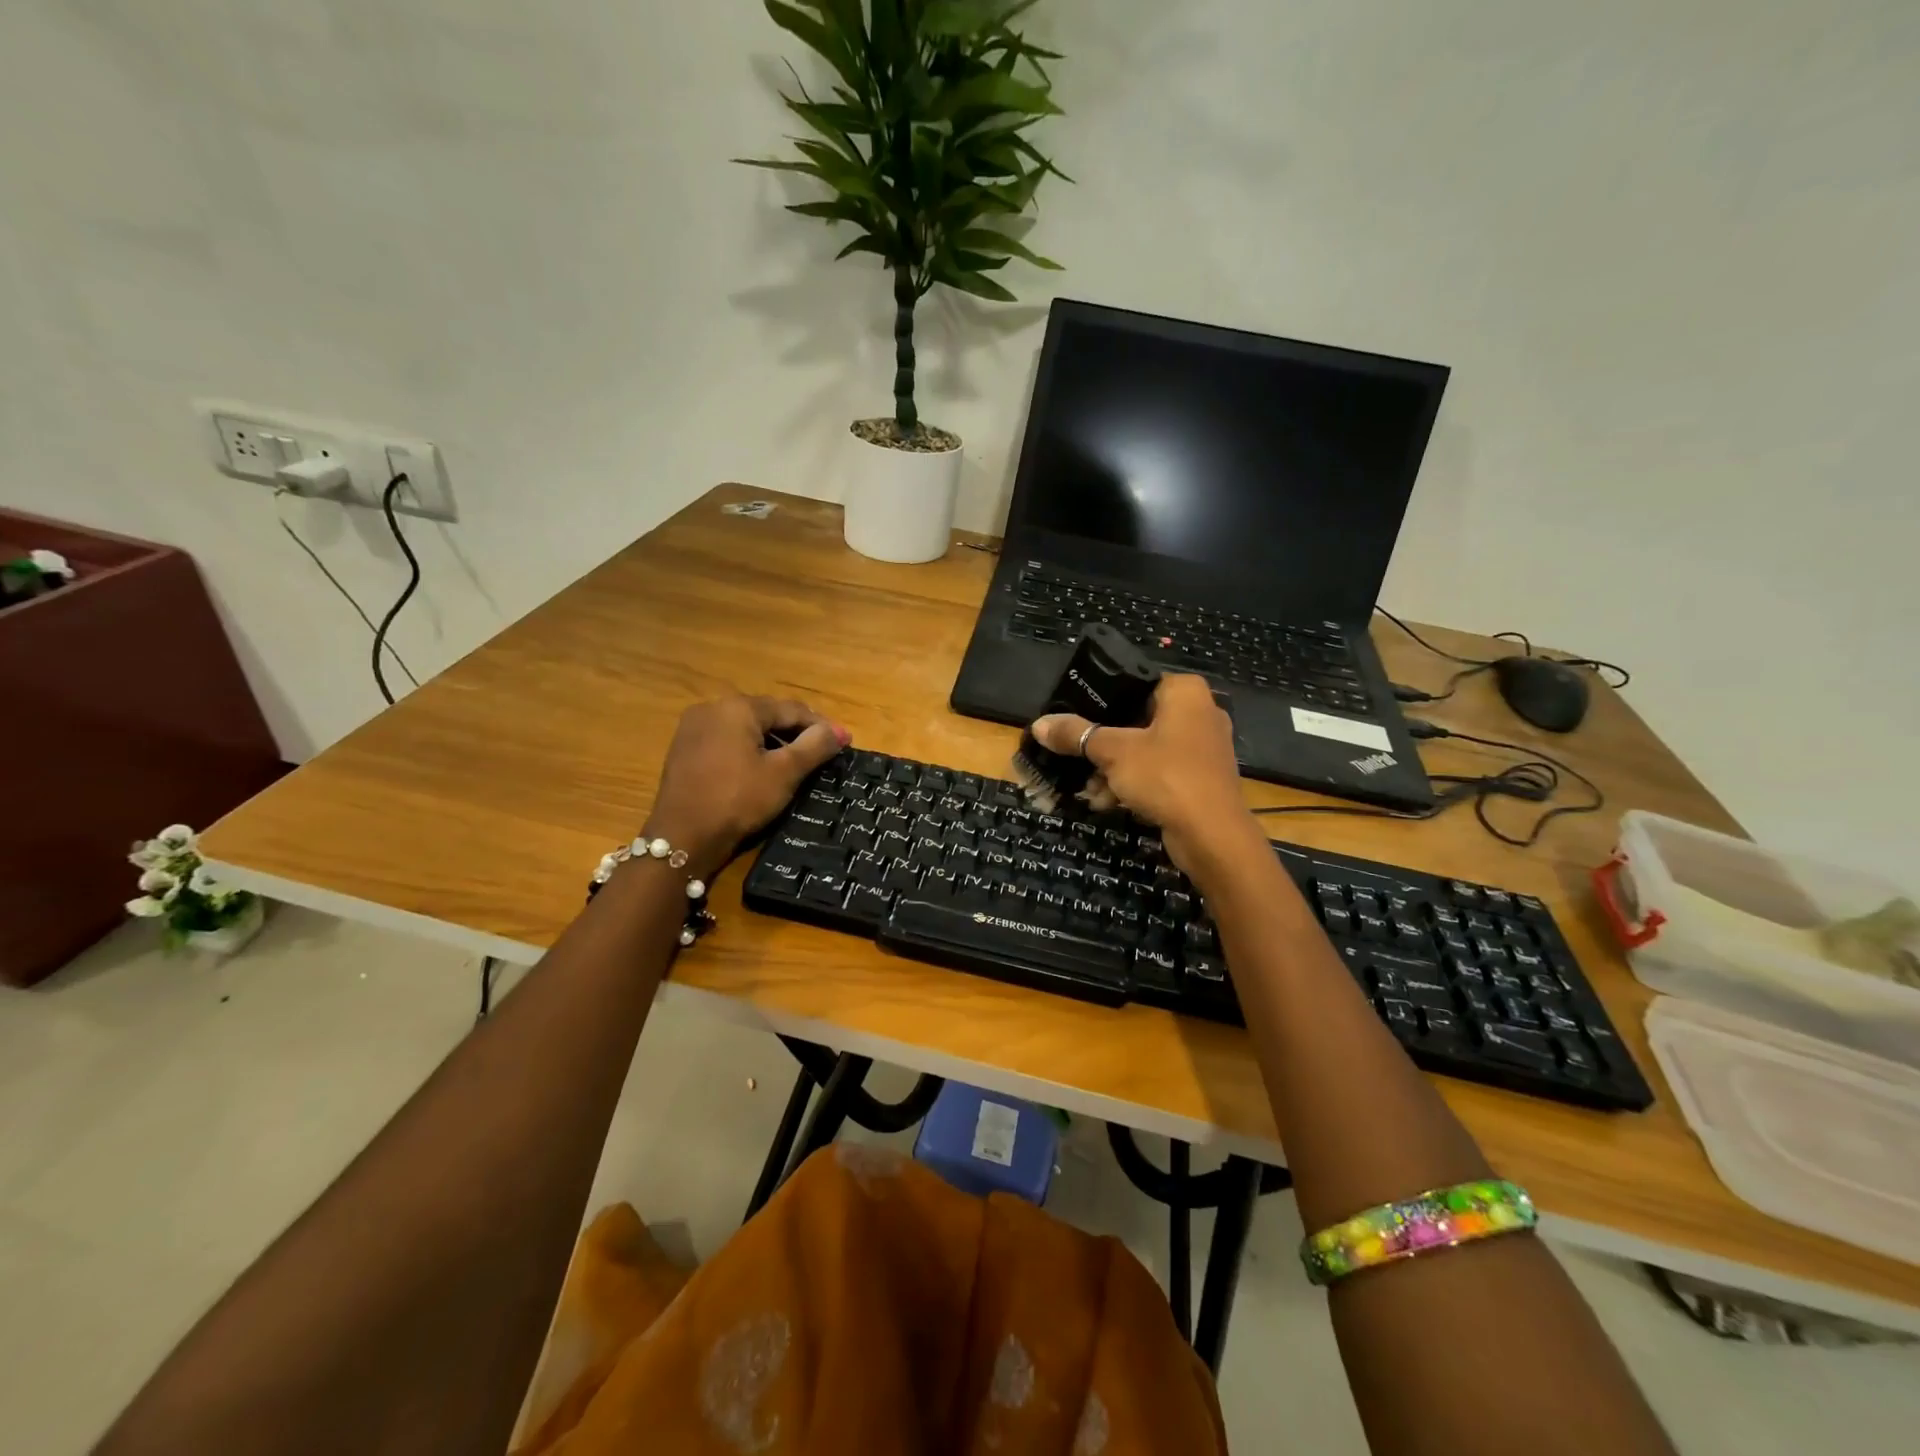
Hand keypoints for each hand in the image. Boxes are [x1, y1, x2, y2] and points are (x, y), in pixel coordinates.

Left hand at [644, 696, 849, 878]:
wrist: (682, 838)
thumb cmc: (738, 799)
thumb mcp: (784, 773)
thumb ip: (814, 746)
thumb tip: (839, 732)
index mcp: (737, 707)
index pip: (790, 709)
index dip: (821, 726)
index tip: (844, 742)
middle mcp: (712, 708)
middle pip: (766, 715)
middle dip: (796, 732)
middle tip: (823, 752)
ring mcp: (693, 729)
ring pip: (746, 729)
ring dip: (773, 742)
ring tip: (797, 763)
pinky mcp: (684, 750)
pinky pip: (727, 742)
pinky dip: (749, 750)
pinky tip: (762, 770)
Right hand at [1029, 674, 1265, 877]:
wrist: (1213, 836)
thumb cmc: (1165, 776)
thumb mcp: (1112, 752)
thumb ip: (1076, 734)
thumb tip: (1038, 724)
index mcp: (1184, 692)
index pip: (1134, 682)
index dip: (1100, 699)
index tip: (1072, 717)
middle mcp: (1199, 712)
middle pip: (1136, 719)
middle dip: (1102, 745)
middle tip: (1074, 757)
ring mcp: (1202, 747)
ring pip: (1145, 749)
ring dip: (1113, 770)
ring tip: (1088, 790)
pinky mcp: (1201, 778)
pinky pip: (1159, 772)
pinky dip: (1134, 784)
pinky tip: (1107, 802)